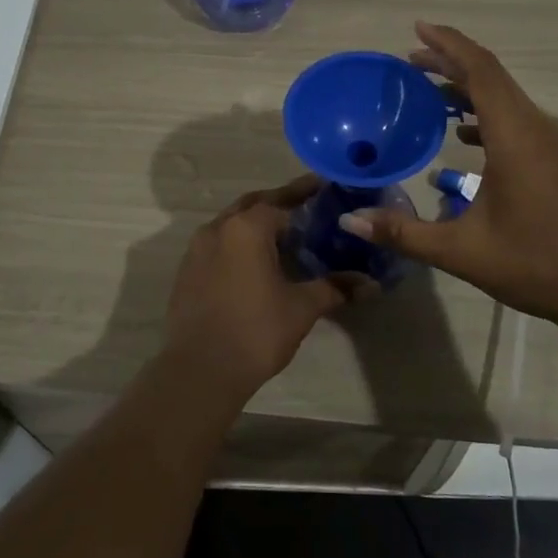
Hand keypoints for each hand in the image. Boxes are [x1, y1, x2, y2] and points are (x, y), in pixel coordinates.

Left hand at [162, 175, 370, 401]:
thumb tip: (370, 284)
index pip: (282, 201)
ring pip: (232, 224)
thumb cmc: (256, 331)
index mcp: (247, 227)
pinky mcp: (187, 272)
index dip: (305, 195)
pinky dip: (238, 244)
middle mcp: (218, 228)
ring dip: (256, 223)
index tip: (325, 188)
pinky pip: (218, 245)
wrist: (199, 370)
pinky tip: (255, 262)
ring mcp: (197, 249)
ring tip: (284, 235)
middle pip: (253, 205)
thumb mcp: (302, 307)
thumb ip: (335, 288)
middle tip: (307, 206)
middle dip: (279, 203)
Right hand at [338, 23, 557, 326]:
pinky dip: (483, 110)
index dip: (448, 44)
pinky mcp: (552, 159)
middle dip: (450, 60)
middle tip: (410, 57)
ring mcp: (547, 143)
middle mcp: (533, 128)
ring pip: (504, 95)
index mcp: (513, 136)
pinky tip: (460, 132)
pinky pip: (513, 117)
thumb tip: (349, 220)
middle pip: (491, 75)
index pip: (480, 71)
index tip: (417, 29)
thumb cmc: (535, 264)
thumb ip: (403, 233)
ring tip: (428, 87)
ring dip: (467, 85)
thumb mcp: (460, 251)